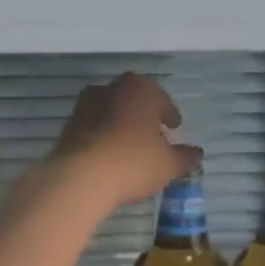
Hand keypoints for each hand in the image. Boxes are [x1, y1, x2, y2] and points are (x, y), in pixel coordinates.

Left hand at [48, 72, 200, 211]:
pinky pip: (95, 128)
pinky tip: (110, 156)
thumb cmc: (133, 162)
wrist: (81, 177)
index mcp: (139, 88)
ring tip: (131, 149)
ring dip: (122, 126)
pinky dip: (104, 137)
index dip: (170, 116)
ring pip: (112, 113)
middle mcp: (111, 88)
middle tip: (155, 137)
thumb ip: (185, 156)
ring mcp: (85, 105)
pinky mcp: (69, 125)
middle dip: (145, 118)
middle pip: (135, 102)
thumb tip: (196, 153)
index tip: (174, 128)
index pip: (162, 101)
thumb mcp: (169, 164)